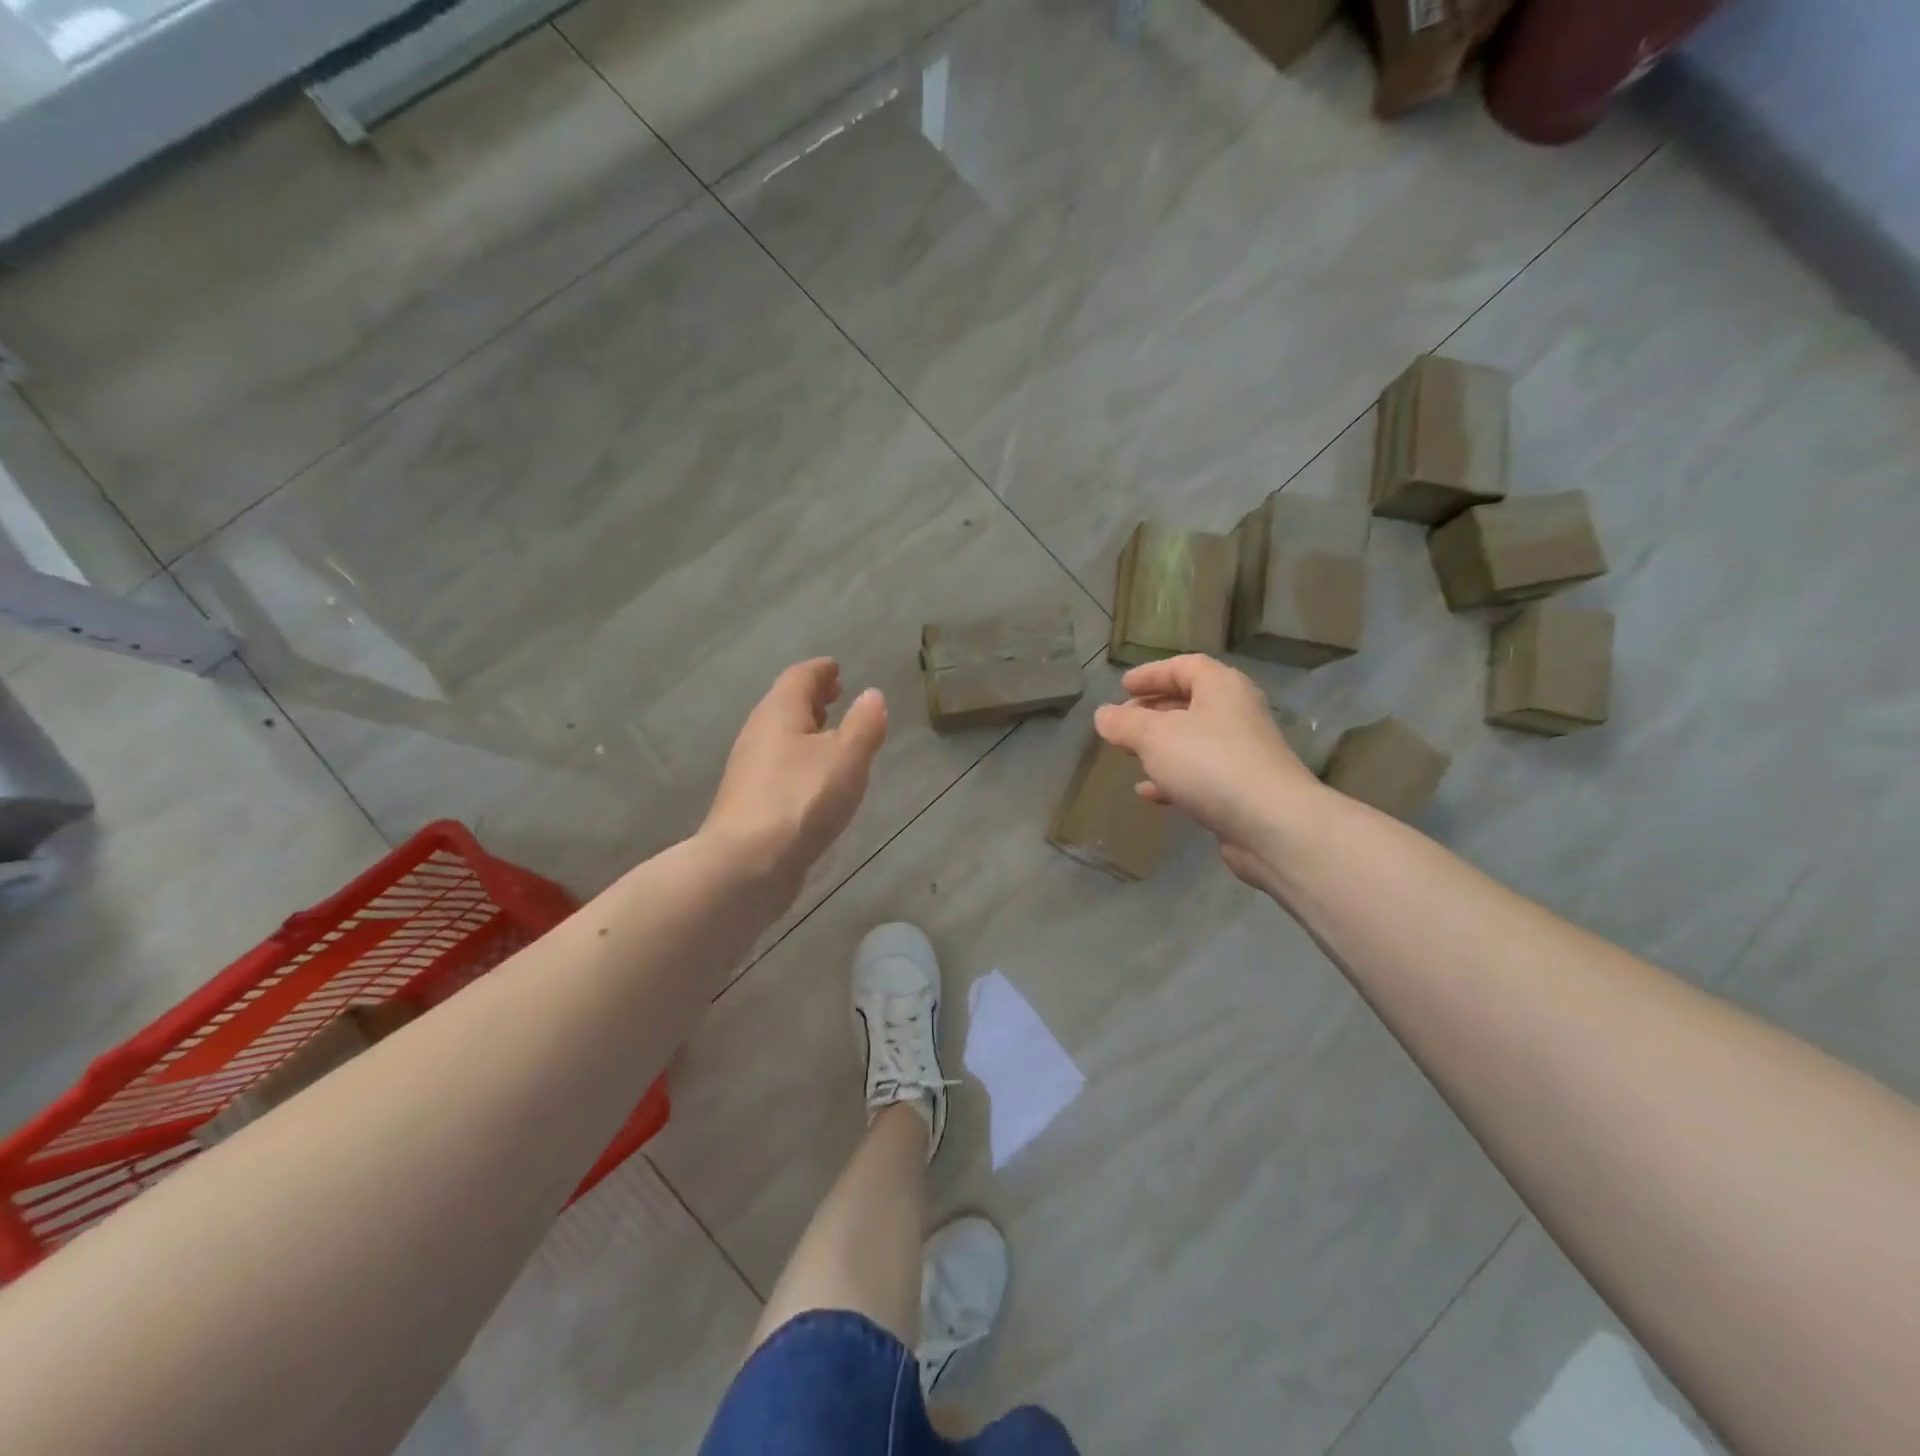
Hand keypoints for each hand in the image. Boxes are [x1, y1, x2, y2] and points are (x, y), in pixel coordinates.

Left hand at [701, 659, 887, 909]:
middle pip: (784, 704)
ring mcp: (749, 769)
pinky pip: (778, 765)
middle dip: (811, 698)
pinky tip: (815, 779)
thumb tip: (872, 695)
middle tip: (836, 696)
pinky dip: (798, 758)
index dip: (821, 671)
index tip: (836, 669)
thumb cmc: (802, 800)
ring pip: (779, 736)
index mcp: (779, 712)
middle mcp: (758, 733)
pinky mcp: (749, 801)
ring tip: (831, 735)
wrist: (747, 864)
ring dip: (804, 729)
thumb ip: (864, 724)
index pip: (799, 677)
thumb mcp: (847, 757)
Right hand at [1093, 655, 1324, 887]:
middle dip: (1152, 711)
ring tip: (1129, 754)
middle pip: (1189, 702)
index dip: (1151, 674)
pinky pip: (1200, 775)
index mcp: (1221, 687)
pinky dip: (1172, 779)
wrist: (1272, 824)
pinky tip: (1148, 792)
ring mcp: (1242, 753)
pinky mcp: (1242, 789)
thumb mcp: (1155, 736)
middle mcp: (1236, 713)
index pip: (1184, 666)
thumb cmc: (1210, 763)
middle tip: (1122, 722)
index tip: (1122, 686)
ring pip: (1193, 740)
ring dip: (1160, 746)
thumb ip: (1125, 723)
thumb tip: (1103, 715)